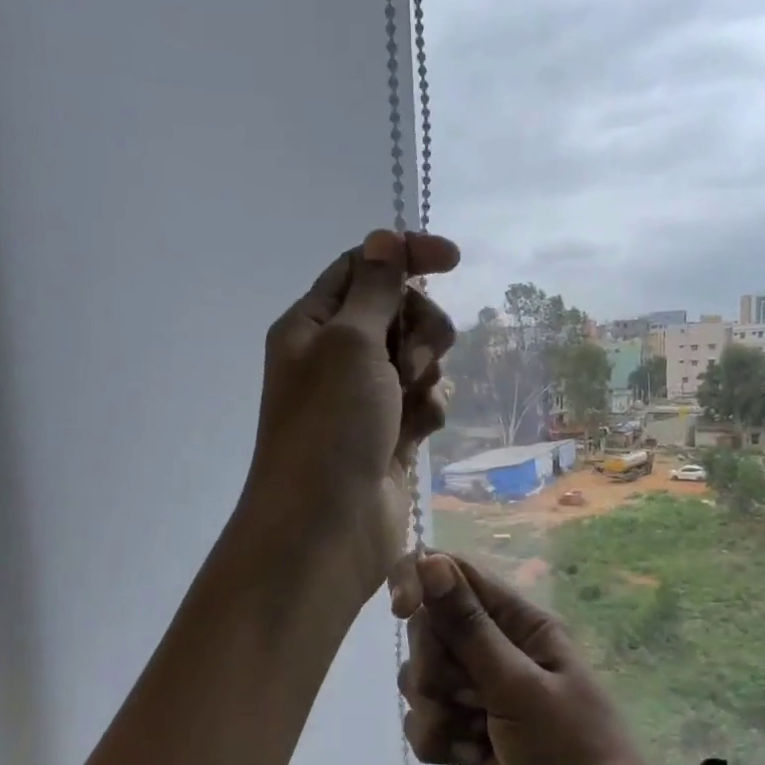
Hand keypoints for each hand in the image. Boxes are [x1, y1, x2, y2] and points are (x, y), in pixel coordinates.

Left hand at [240, 230, 459, 598]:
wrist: (326, 527)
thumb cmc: (330, 426)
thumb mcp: (349, 343)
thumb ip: (374, 288)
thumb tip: (383, 237)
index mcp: (311, 326)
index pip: (362, 268)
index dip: (405, 255)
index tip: (453, 259)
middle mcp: (334, 358)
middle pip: (397, 312)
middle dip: (419, 327)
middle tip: (413, 359)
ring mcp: (363, 399)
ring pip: (415, 359)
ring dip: (425, 372)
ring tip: (411, 400)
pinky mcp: (388, 436)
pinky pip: (422, 403)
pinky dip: (426, 411)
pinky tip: (418, 433)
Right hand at [394, 553, 667, 764]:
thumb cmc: (571, 750)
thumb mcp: (519, 685)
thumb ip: (468, 626)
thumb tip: (430, 559)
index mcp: (520, 623)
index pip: (455, 575)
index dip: (420, 582)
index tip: (400, 609)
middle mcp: (496, 650)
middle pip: (429, 628)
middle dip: (432, 665)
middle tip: (464, 697)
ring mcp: (479, 694)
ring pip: (419, 678)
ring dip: (434, 709)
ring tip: (471, 737)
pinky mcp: (465, 734)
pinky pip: (423, 720)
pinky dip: (436, 741)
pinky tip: (465, 761)